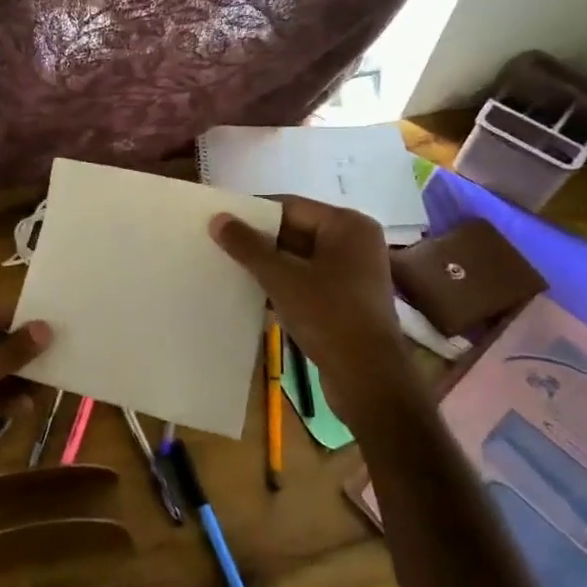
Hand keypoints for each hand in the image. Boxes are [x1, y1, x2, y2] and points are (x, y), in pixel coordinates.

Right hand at [210, 197, 414, 429]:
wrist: (368, 379)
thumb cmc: (329, 316)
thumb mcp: (281, 278)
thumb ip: (248, 246)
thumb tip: (218, 219)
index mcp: (347, 225)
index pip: (290, 206)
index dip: (253, 213)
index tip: (220, 221)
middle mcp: (355, 242)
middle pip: (295, 231)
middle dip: (259, 241)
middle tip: (219, 245)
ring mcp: (353, 273)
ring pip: (299, 258)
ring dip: (268, 265)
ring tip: (230, 268)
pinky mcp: (346, 300)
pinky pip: (307, 280)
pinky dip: (283, 284)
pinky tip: (253, 293)